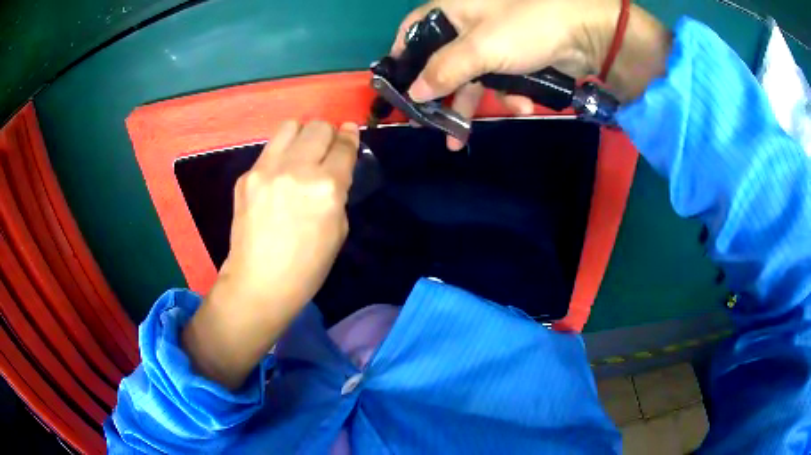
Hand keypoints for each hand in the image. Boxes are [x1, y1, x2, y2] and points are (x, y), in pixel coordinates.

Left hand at [183, 120, 358, 388]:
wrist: (259, 282)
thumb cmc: (307, 266)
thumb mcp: (339, 230)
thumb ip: (338, 191)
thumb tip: (333, 168)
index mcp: (326, 187)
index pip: (343, 146)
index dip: (350, 136)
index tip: (350, 131)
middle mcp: (297, 169)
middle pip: (318, 127)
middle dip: (328, 133)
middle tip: (326, 147)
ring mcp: (266, 170)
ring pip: (291, 126)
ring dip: (303, 134)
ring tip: (302, 152)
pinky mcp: (247, 175)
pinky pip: (269, 150)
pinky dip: (281, 155)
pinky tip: (279, 176)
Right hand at [393, 0, 670, 149]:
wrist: (587, 34)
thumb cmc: (527, 27)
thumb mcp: (479, 48)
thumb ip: (443, 71)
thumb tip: (414, 93)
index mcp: (452, 10)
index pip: (413, 31)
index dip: (402, 57)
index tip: (397, 87)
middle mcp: (469, 24)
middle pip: (443, 62)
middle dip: (440, 95)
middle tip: (427, 125)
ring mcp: (495, 42)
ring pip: (473, 77)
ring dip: (478, 104)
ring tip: (464, 137)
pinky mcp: (518, 59)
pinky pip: (502, 80)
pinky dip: (510, 96)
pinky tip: (523, 106)